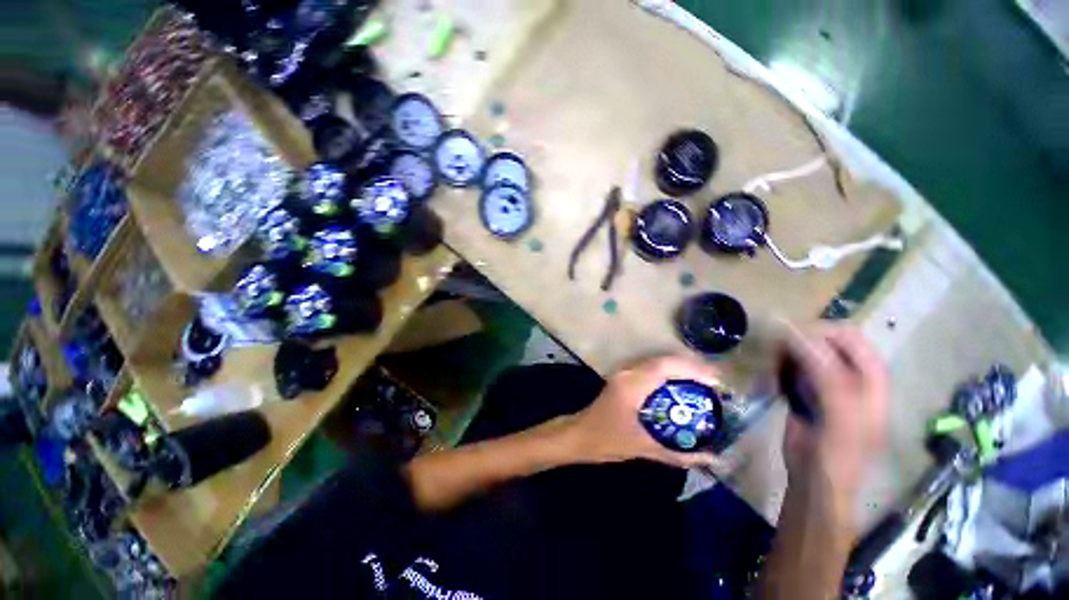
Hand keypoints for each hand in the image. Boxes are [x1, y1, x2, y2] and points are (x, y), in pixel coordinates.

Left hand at [563, 356, 723, 468]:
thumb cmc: (607, 441)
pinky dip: (668, 372)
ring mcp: (623, 373)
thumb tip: (713, 459)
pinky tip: (681, 384)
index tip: (717, 380)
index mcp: (632, 385)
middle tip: (716, 381)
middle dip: (691, 367)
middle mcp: (627, 373)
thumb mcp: (644, 448)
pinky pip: (650, 368)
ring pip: (656, 362)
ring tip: (704, 380)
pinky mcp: (622, 377)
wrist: (578, 435)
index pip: (666, 367)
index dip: (693, 370)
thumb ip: (679, 455)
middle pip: (663, 361)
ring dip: (680, 367)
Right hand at [781, 325, 888, 497]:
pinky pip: (790, 368)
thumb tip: (799, 336)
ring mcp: (826, 384)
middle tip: (775, 354)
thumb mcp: (840, 418)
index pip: (850, 338)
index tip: (789, 340)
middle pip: (825, 341)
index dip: (822, 333)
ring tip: (772, 369)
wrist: (815, 483)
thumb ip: (828, 377)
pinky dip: (777, 368)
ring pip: (804, 352)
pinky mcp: (805, 392)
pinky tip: (770, 380)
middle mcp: (850, 376)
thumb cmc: (836, 456)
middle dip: (799, 343)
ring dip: (785, 355)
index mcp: (870, 380)